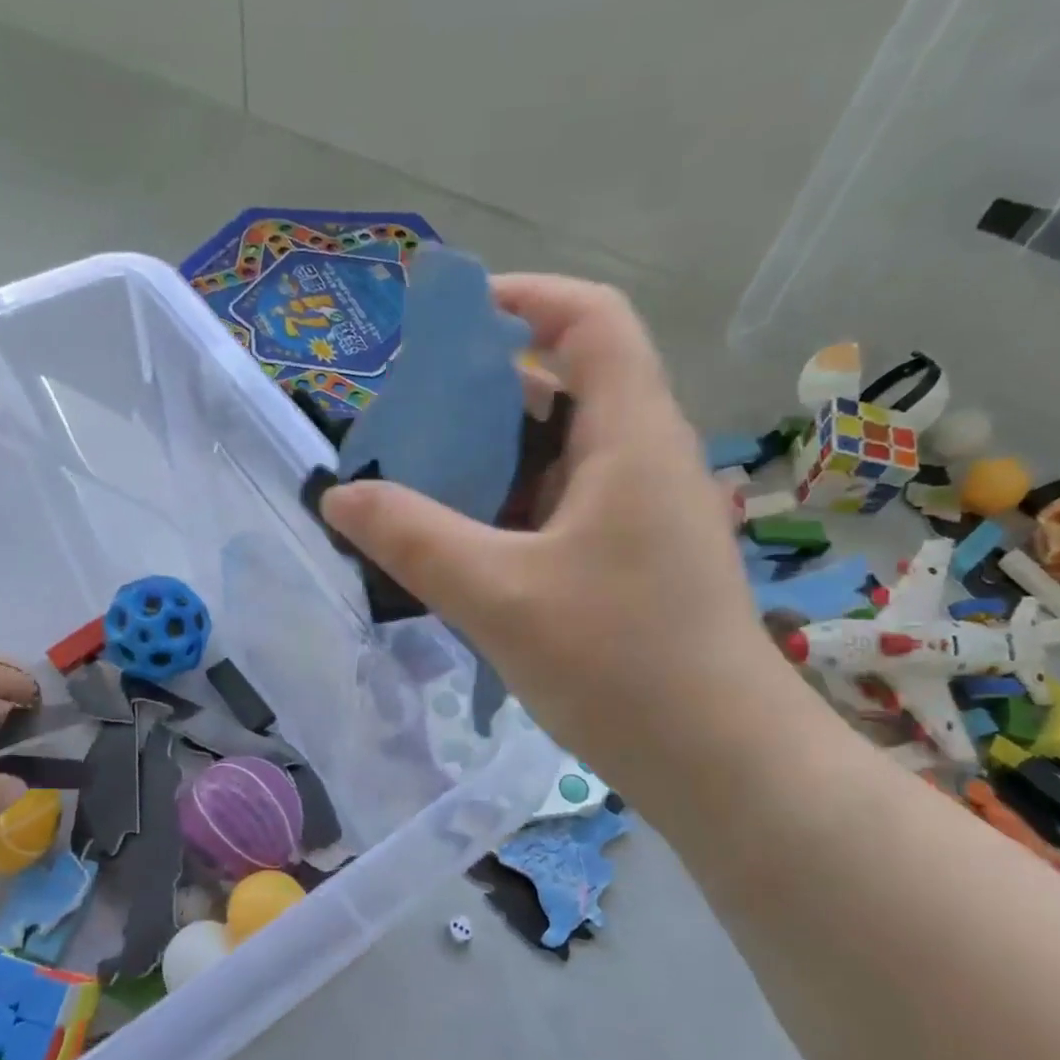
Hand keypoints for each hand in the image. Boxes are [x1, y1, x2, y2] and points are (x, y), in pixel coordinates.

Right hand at [319, 275, 800, 820]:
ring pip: (559, 455)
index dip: (524, 297)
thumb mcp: (500, 596)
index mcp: (632, 436)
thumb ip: (413, 539)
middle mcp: (644, 458)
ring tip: (418, 485)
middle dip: (482, 393)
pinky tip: (462, 546)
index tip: (448, 320)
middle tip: (408, 425)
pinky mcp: (632, 559)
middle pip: (565, 386)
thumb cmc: (621, 665)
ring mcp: (642, 512)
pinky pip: (563, 506)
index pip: (591, 319)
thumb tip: (339, 495)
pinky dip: (509, 508)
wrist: (720, 762)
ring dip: (490, 460)